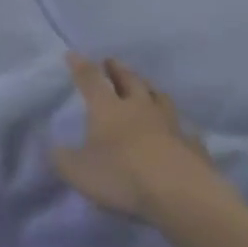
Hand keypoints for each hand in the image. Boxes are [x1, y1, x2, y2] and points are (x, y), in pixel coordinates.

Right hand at [51, 53, 236, 222]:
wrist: (178, 192)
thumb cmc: (121, 175)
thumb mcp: (78, 171)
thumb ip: (64, 159)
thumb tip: (56, 149)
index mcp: (108, 109)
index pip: (91, 80)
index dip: (80, 66)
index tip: (73, 54)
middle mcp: (139, 108)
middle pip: (129, 80)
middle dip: (118, 69)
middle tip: (111, 62)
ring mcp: (169, 123)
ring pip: (159, 97)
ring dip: (149, 88)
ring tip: (145, 86)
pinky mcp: (191, 144)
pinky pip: (183, 128)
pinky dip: (176, 124)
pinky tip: (178, 129)